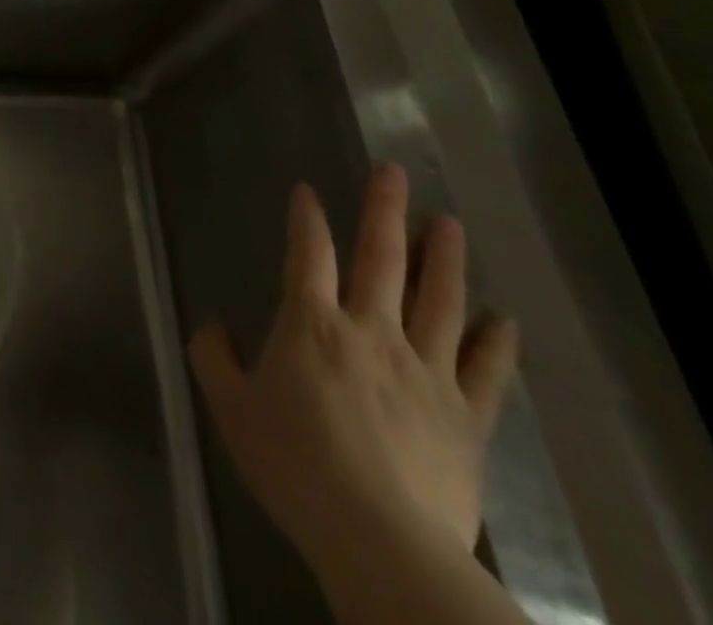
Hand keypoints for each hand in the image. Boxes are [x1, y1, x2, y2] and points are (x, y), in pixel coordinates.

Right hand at [188, 165, 518, 593]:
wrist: (379, 541)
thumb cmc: (294, 465)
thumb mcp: (231, 409)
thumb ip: (214, 360)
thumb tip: (210, 327)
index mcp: (312, 325)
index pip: (308, 255)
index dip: (307, 219)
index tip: (307, 190)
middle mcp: (371, 332)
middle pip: (381, 259)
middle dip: (385, 210)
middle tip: (394, 172)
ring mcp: (425, 371)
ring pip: (439, 301)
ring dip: (444, 258)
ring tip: (449, 223)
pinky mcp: (465, 417)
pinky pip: (486, 372)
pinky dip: (496, 344)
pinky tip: (502, 320)